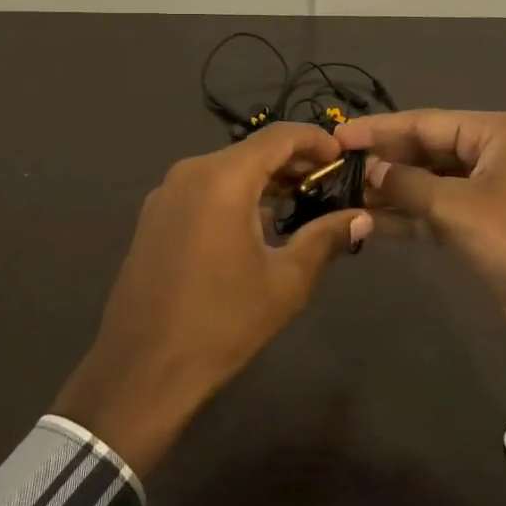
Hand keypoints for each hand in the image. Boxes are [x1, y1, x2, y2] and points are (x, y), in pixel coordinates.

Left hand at [51, 123, 371, 475]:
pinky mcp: (154, 217)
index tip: (342, 157)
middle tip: (327, 185)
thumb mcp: (286, 281)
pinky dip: (234, 195)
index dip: (315, 140)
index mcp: (223, 178)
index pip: (278, 136)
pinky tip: (255, 226)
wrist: (142, 370)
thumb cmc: (222, 322)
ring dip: (263, 181)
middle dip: (292, 163)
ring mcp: (166, 194)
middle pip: (251, 151)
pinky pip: (203, 190)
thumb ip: (325, 238)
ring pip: (226, 170)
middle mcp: (190, 173)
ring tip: (298, 205)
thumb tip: (362, 217)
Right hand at [334, 110, 505, 444]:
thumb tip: (369, 169)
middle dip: (386, 161)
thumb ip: (407, 184)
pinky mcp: (487, 228)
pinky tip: (371, 221)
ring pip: (431, 183)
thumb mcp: (457, 208)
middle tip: (335, 169)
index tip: (336, 135)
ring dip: (393, 191)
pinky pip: (440, 212)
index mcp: (499, 132)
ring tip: (344, 194)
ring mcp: (493, 192)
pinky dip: (410, 216)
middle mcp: (497, 154)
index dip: (379, 129)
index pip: (426, 122)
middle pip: (429, 150)